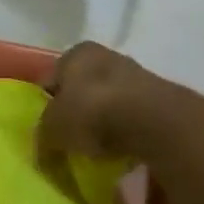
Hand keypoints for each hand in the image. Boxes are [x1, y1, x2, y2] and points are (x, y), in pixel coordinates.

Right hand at [39, 42, 160, 162]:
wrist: (152, 122)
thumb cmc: (91, 113)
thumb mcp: (52, 129)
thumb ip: (43, 135)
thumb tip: (43, 146)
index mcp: (76, 53)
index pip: (52, 77)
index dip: (46, 103)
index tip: (47, 128)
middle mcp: (106, 55)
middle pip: (83, 87)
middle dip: (78, 111)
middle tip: (71, 139)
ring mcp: (136, 74)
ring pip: (110, 101)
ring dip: (104, 122)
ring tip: (97, 149)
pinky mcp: (160, 98)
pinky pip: (133, 117)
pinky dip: (127, 131)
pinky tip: (122, 150)